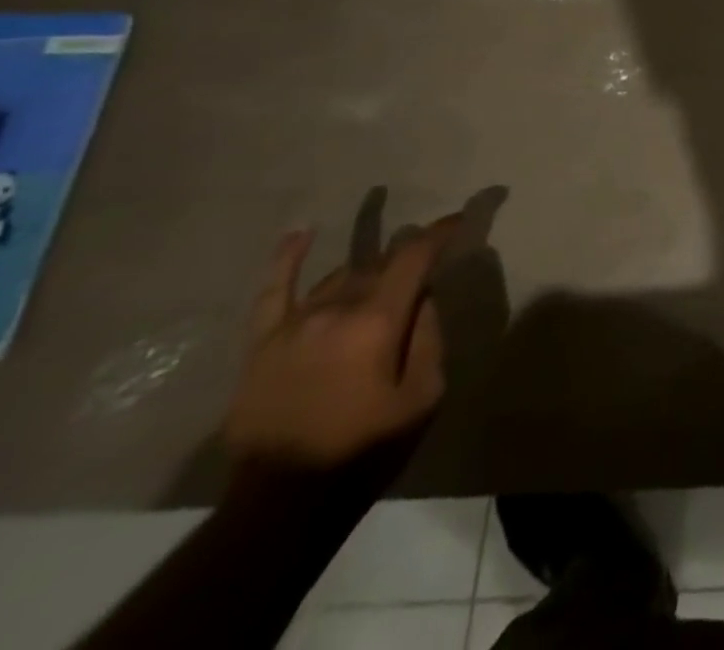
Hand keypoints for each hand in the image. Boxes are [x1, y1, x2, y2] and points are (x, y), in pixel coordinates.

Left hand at [224, 218, 456, 468]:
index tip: (460, 217)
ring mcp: (293, 325)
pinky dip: (287, 258)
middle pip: (379, 264)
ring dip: (368, 272)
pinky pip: (274, 291)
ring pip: (340, 277)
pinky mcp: (262, 345)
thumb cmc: (366, 448)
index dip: (441, 231)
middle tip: (425, 262)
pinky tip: (301, 232)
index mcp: (377, 320)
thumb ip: (428, 335)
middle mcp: (335, 310)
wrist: (283, 505)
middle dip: (407, 257)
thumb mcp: (424, 393)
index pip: (415, 255)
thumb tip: (424, 297)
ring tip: (385, 277)